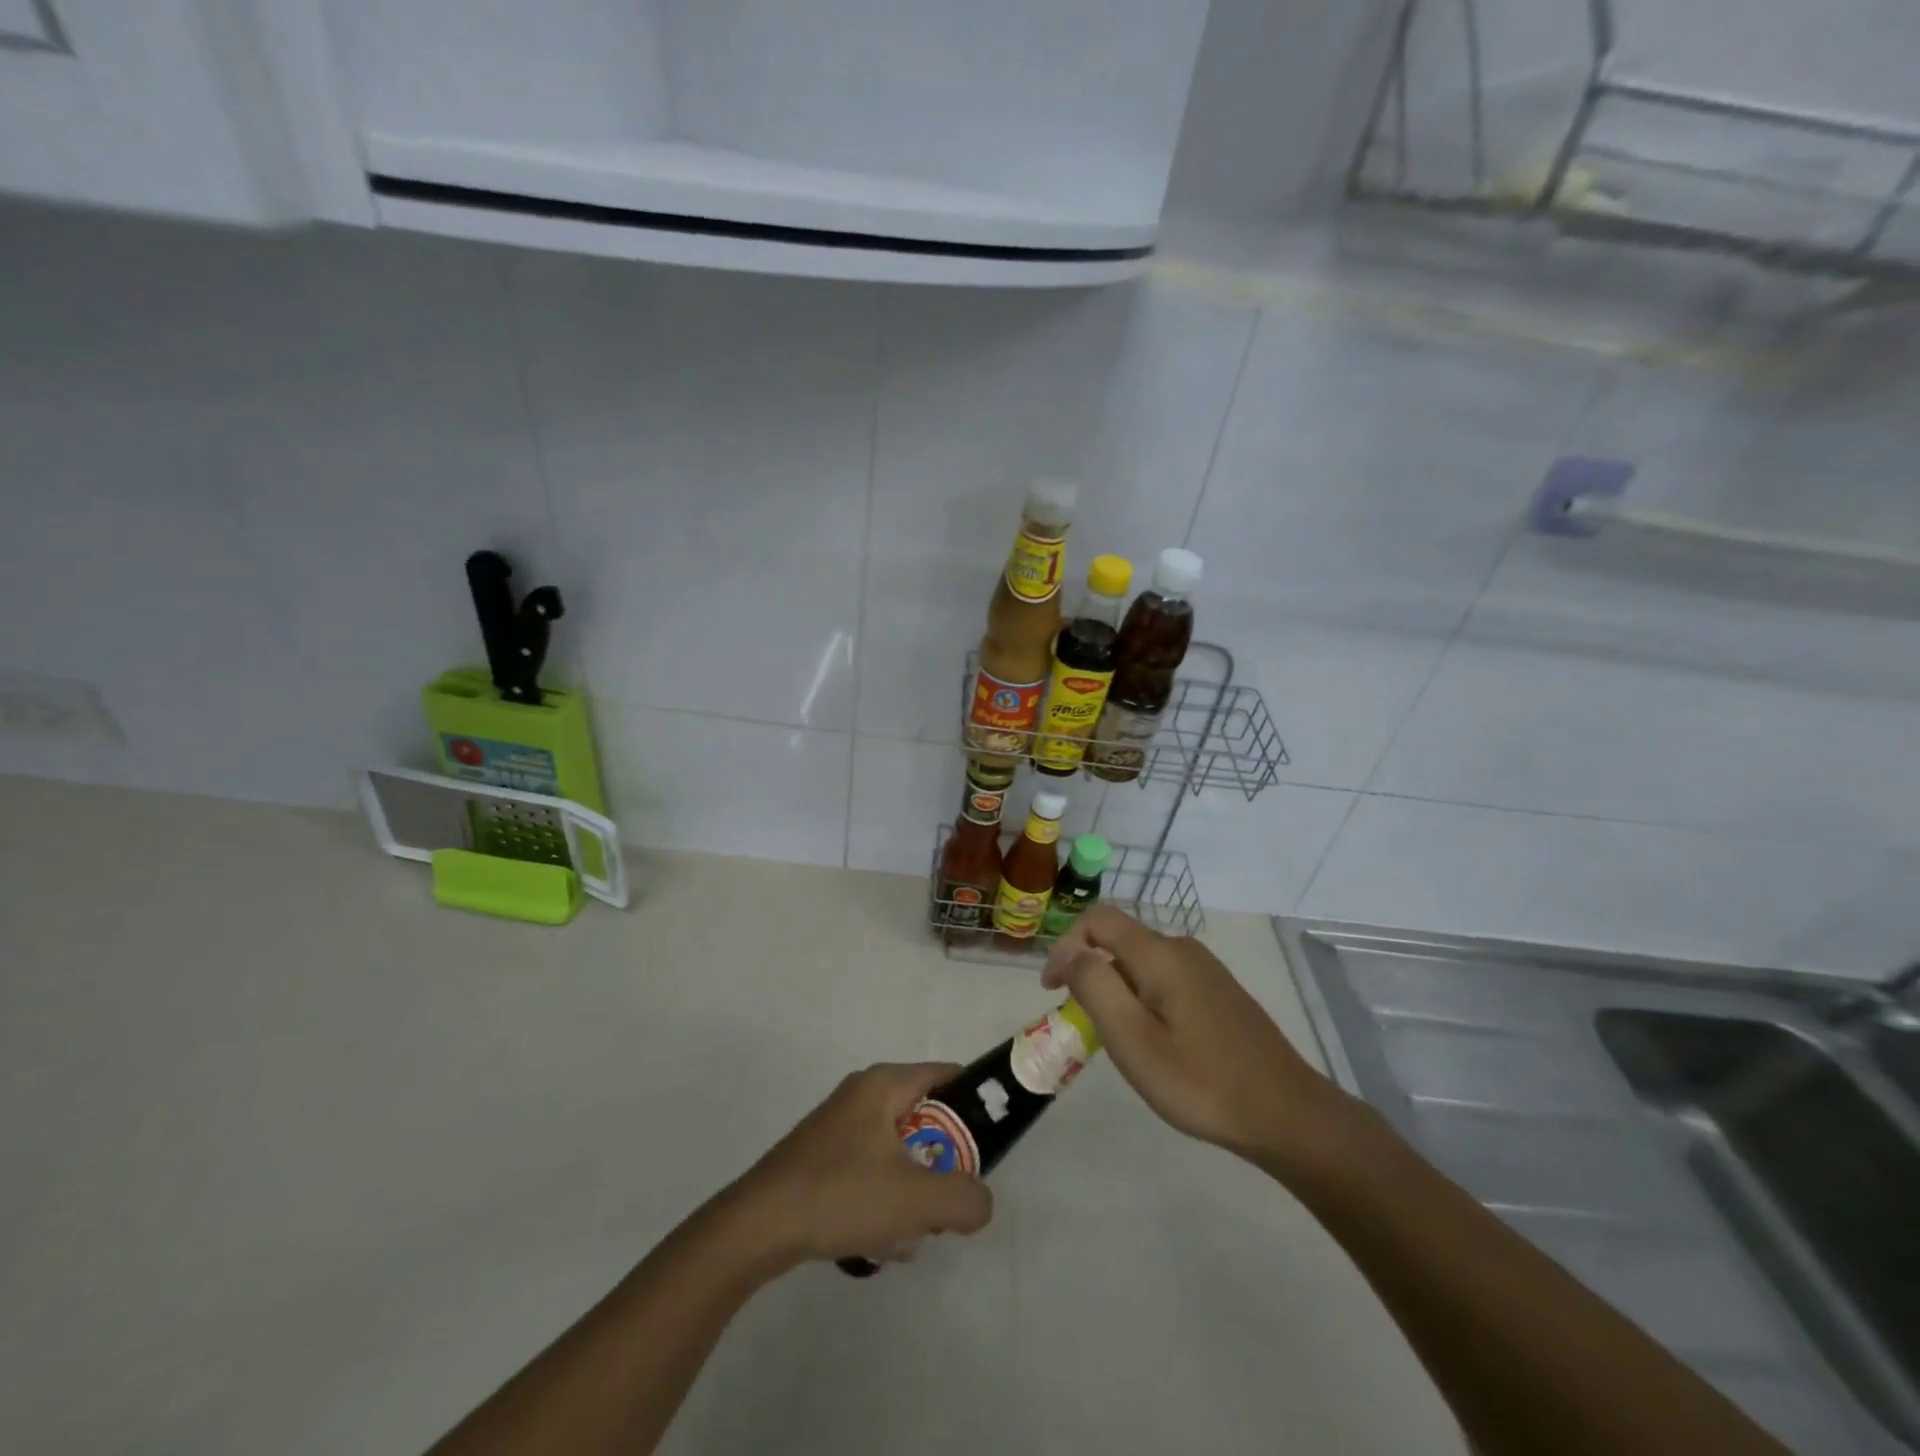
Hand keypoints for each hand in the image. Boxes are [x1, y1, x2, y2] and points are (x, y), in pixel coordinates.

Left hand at [726, 1063, 994, 1267]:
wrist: (757, 1227)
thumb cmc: (841, 1195)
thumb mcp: (916, 1200)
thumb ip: (965, 1199)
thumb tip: (980, 1202)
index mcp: (885, 1084)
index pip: (947, 1076)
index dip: (975, 1105)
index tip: (988, 1146)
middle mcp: (863, 1094)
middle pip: (925, 1121)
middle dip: (939, 1168)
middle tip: (942, 1206)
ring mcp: (838, 1126)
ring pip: (899, 1154)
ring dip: (910, 1195)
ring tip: (904, 1236)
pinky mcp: (822, 1157)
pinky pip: (871, 1172)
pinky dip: (882, 1203)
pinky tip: (875, 1244)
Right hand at [1041, 907, 1360, 1176]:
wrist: (1287, 1114)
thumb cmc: (1201, 1081)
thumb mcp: (1133, 1040)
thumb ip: (1094, 987)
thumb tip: (1071, 953)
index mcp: (1160, 953)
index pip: (1098, 919)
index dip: (1065, 945)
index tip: (1052, 989)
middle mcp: (1183, 949)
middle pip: (1120, 940)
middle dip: (1091, 972)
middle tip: (1083, 1023)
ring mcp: (1206, 970)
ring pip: (1142, 962)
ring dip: (1116, 988)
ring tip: (1117, 1039)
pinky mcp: (1220, 992)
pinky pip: (1166, 979)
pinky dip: (1143, 998)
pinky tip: (1156, 1042)